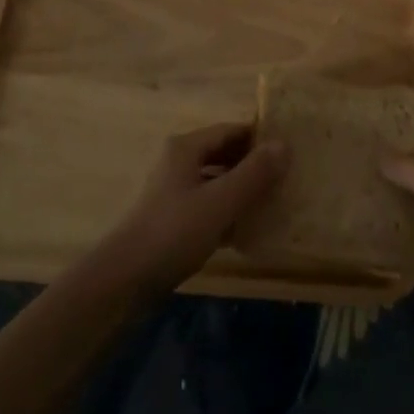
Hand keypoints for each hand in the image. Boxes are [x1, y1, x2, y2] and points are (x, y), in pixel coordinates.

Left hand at [95, 123, 288, 294]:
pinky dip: (228, 211)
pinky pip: (208, 206)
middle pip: (224, 154)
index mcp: (186, 148)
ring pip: (217, 181)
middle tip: (286, 178)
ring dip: (243, 189)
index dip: (261, 139)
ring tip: (273, 202)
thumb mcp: (220, 201)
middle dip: (254, 165)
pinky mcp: (172, 220)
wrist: (122, 282)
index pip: (232, 130)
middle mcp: (178, 162)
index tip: (290, 152)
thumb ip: (254, 173)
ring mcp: (174, 192)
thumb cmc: (173, 233)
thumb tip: (285, 144)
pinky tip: (248, 229)